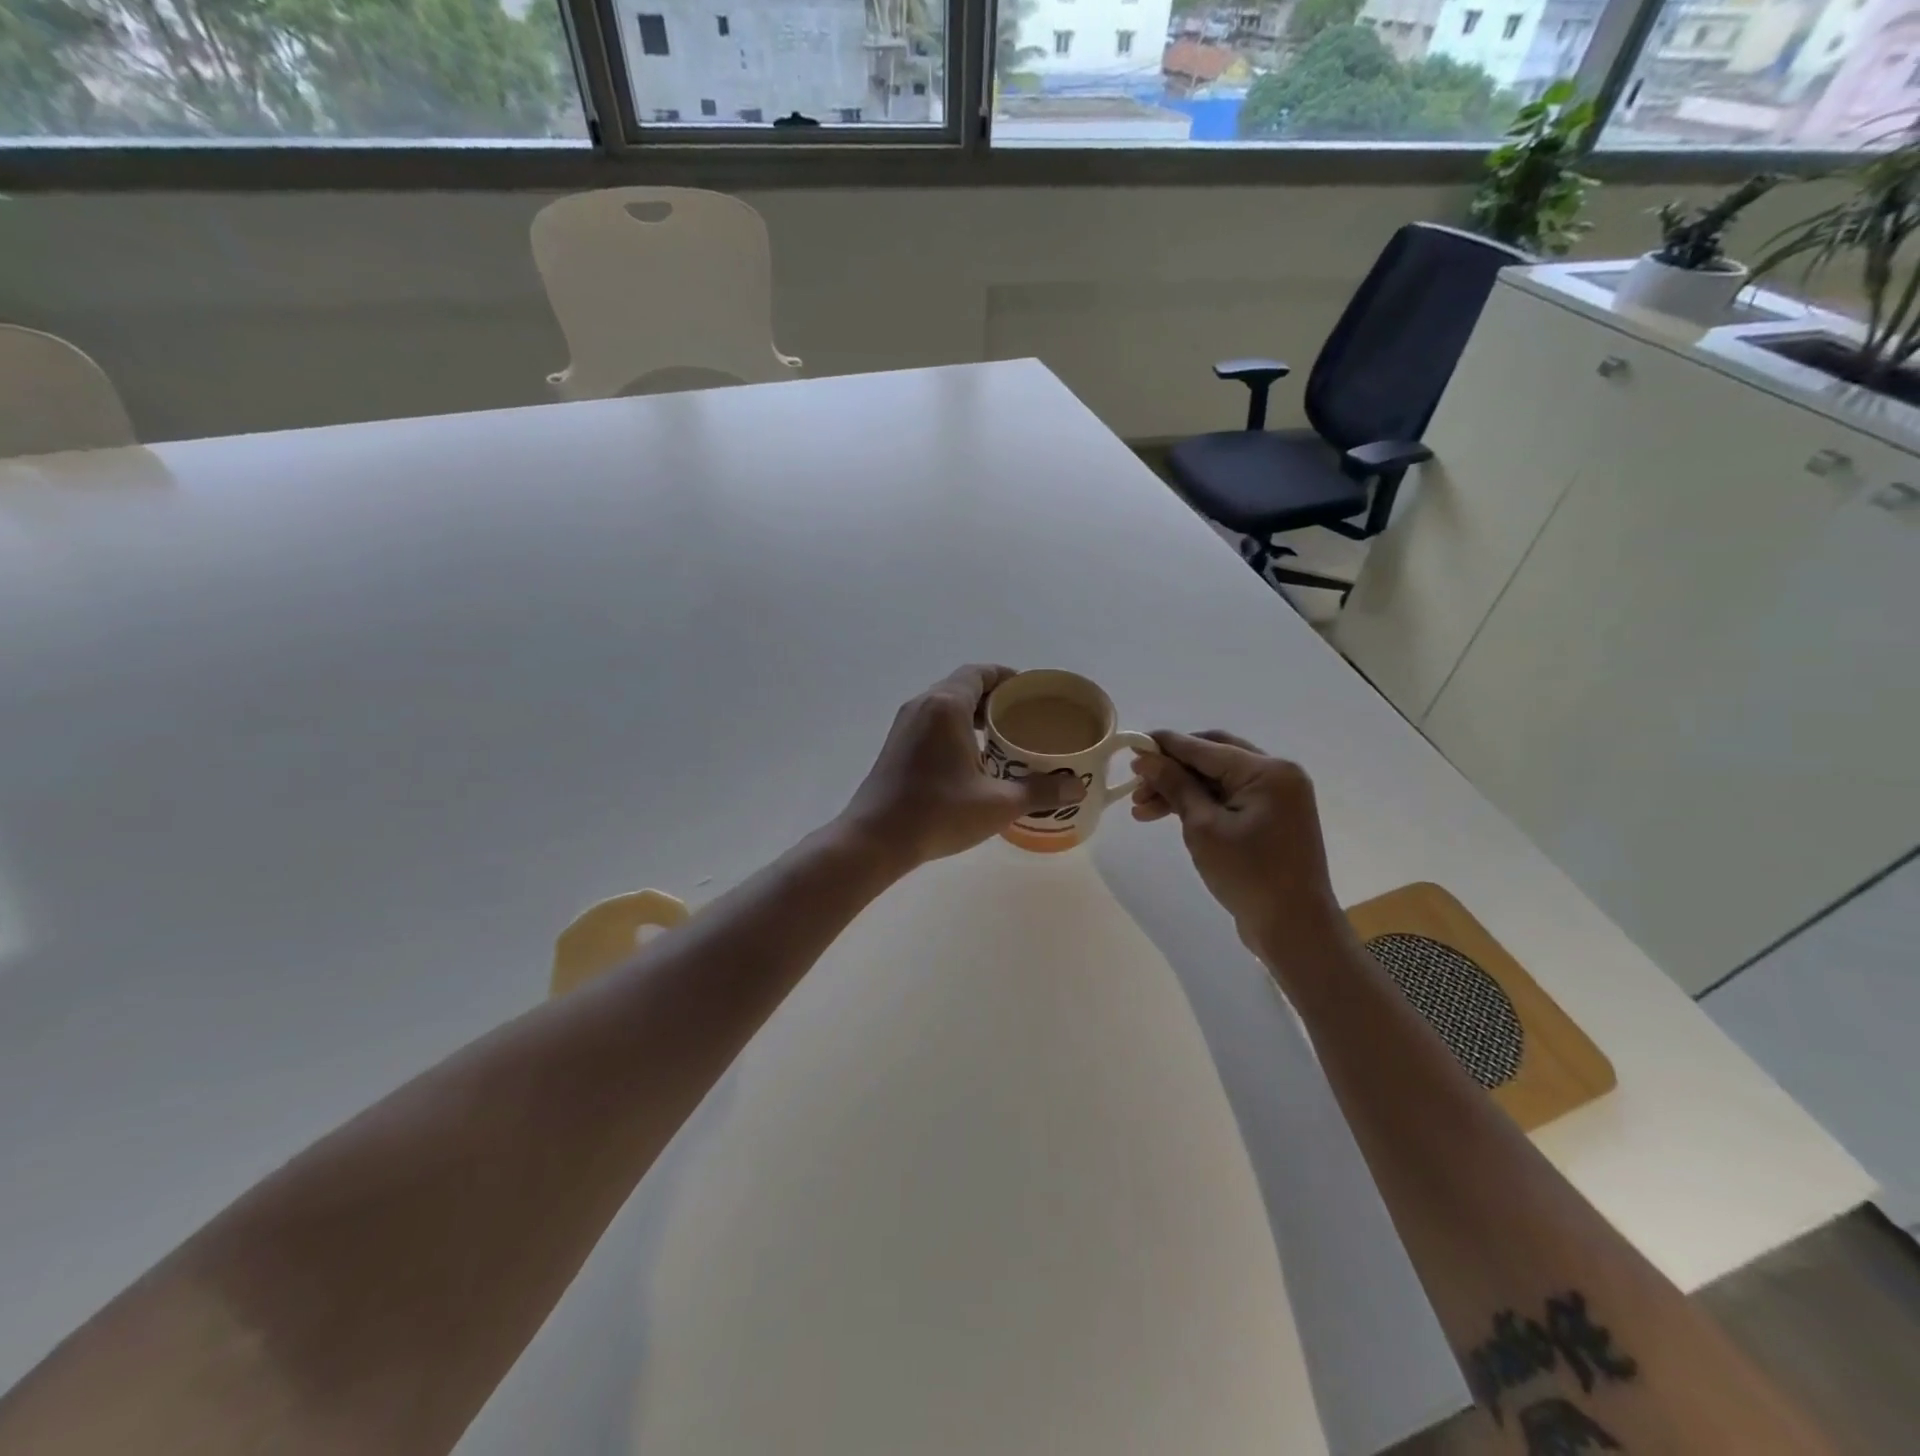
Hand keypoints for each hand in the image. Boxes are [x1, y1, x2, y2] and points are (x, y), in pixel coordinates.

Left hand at [841, 664, 1084, 870]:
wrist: (875, 839)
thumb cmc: (938, 813)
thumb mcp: (997, 804)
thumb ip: (1040, 791)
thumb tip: (1077, 787)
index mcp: (946, 705)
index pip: (980, 673)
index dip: (1008, 677)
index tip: (1032, 694)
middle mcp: (923, 705)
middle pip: (963, 686)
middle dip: (995, 698)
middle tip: (1024, 719)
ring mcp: (905, 725)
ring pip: (946, 705)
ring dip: (974, 715)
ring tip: (1003, 739)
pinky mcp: (896, 745)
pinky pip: (932, 723)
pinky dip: (955, 729)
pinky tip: (973, 759)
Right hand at [1131, 730, 1350, 965]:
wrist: (1294, 928)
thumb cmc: (1249, 874)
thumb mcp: (1203, 827)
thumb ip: (1174, 786)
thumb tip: (1146, 757)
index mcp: (1267, 770)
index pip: (1205, 748)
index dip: (1164, 746)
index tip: (1130, 746)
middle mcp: (1277, 775)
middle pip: (1212, 758)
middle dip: (1171, 769)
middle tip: (1136, 784)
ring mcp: (1277, 798)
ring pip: (1216, 780)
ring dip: (1180, 789)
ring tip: (1141, 809)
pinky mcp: (1271, 819)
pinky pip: (1228, 799)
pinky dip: (1199, 804)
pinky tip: (1168, 816)